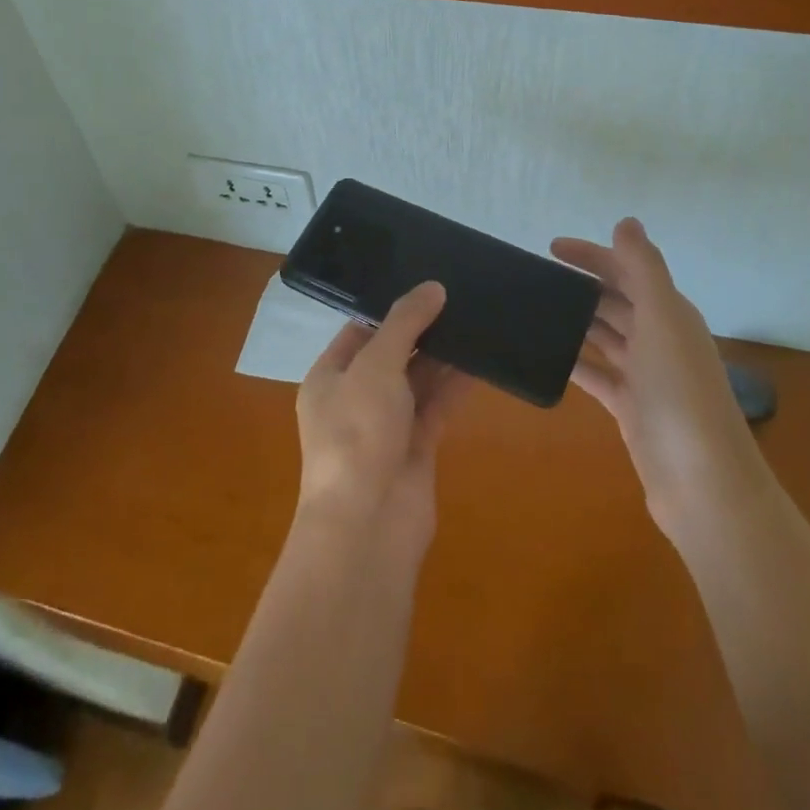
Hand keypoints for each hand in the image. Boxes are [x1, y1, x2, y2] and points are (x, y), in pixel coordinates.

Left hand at [295, 282, 468, 560]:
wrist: (369, 524)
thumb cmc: (357, 433)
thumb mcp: (375, 366)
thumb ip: (404, 324)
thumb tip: (432, 287)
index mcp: (329, 377)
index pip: (359, 331)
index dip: (389, 308)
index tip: (424, 284)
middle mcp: (355, 398)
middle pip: (391, 354)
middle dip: (421, 330)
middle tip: (458, 295)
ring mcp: (386, 425)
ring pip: (417, 381)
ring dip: (442, 356)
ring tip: (474, 319)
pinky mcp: (416, 448)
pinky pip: (436, 407)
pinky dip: (455, 386)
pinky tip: (481, 361)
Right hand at [552, 219, 765, 529]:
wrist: (702, 482)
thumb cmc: (680, 392)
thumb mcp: (663, 319)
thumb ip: (643, 268)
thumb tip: (626, 221)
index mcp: (670, 313)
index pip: (627, 271)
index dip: (593, 255)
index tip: (550, 248)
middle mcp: (660, 339)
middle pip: (616, 301)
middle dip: (581, 286)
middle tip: (535, 278)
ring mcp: (645, 376)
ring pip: (605, 336)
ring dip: (576, 321)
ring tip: (534, 310)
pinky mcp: (630, 408)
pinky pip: (597, 375)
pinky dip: (575, 362)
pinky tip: (548, 357)